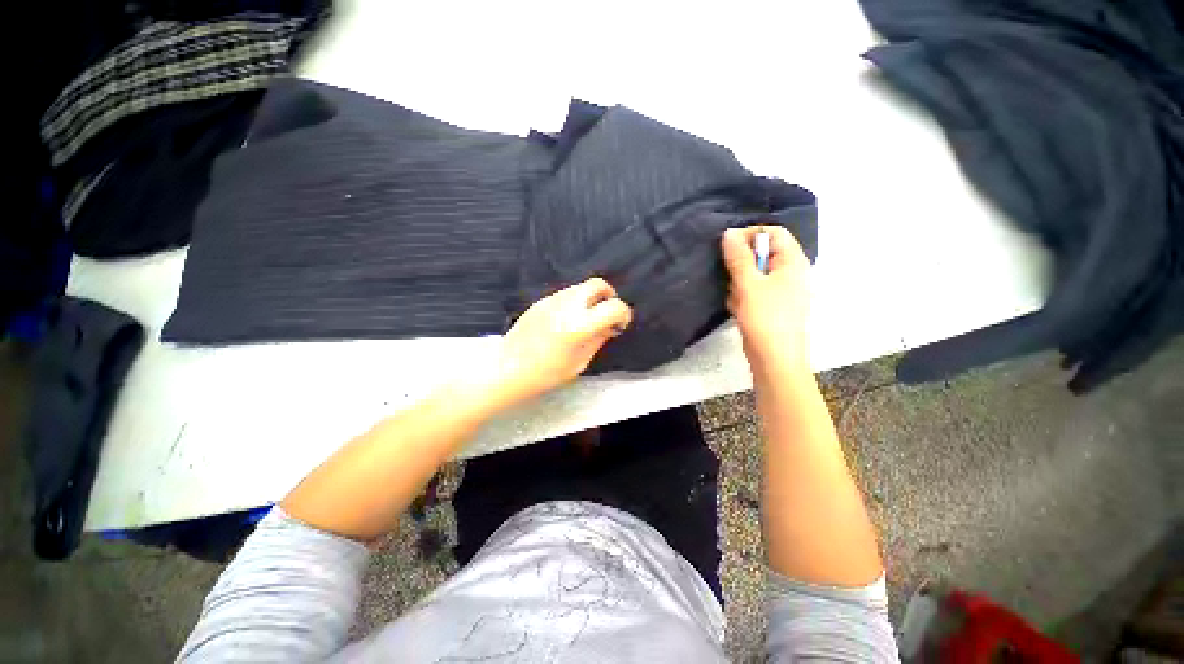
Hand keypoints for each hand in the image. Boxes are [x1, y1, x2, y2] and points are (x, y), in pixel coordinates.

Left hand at [486, 278, 631, 406]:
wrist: (508, 368)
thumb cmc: (546, 374)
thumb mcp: (579, 363)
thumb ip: (598, 340)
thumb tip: (610, 327)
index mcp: (580, 324)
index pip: (614, 306)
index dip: (623, 314)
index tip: (619, 325)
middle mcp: (568, 305)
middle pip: (598, 284)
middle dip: (609, 296)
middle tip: (606, 314)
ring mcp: (552, 300)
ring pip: (580, 287)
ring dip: (590, 298)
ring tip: (586, 318)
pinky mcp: (541, 301)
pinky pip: (565, 294)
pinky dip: (575, 302)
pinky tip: (568, 320)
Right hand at [721, 226, 810, 370]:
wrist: (774, 359)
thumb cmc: (765, 318)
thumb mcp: (749, 284)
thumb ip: (738, 257)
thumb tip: (729, 233)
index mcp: (792, 262)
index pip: (773, 233)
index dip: (750, 235)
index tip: (727, 246)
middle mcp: (790, 273)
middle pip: (762, 254)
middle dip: (741, 264)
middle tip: (730, 277)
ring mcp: (781, 290)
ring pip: (753, 274)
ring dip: (739, 283)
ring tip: (735, 298)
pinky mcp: (770, 305)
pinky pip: (753, 291)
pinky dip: (742, 297)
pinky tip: (738, 309)